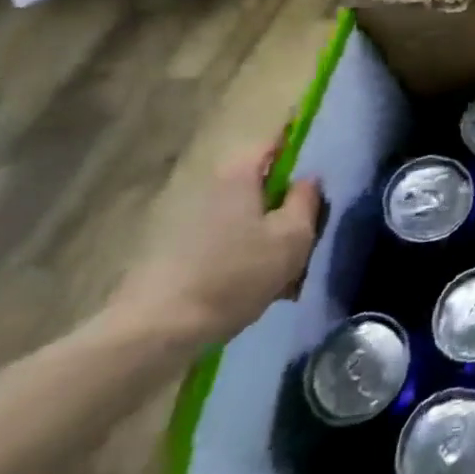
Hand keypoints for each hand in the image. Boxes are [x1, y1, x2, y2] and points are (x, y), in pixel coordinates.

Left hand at [106, 153, 323, 353]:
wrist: (155, 332)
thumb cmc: (234, 275)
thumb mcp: (292, 238)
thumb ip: (306, 200)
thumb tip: (308, 179)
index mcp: (239, 173)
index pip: (275, 141)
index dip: (300, 148)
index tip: (319, 171)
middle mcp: (210, 185)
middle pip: (261, 183)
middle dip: (285, 203)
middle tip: (308, 233)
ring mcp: (187, 219)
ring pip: (244, 216)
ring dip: (266, 236)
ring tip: (285, 275)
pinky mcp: (174, 251)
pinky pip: (224, 242)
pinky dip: (243, 257)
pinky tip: (254, 291)